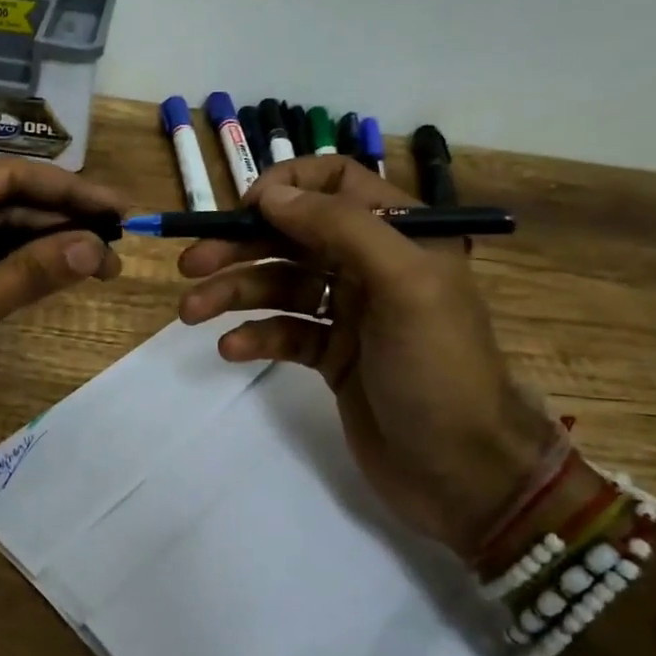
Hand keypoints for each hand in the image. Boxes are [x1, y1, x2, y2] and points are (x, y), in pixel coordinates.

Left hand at [0, 159, 123, 448]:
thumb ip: (31, 274)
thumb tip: (96, 249)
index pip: (12, 176)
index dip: (73, 191)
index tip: (122, 209)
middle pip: (5, 198)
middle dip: (62, 221)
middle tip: (120, 244)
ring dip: (42, 243)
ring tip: (99, 263)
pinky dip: (12, 262)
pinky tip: (53, 272)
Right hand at [176, 156, 550, 557]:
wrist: (464, 473)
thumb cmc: (438, 368)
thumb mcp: (403, 283)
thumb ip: (339, 227)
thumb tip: (269, 193)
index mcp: (399, 233)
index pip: (336, 182)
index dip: (287, 186)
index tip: (245, 209)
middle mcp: (372, 264)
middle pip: (293, 236)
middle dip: (241, 245)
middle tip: (190, 264)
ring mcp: (351, 313)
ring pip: (280, 284)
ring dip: (234, 292)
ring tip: (191, 311)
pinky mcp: (332, 355)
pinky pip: (284, 331)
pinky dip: (255, 335)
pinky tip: (231, 349)